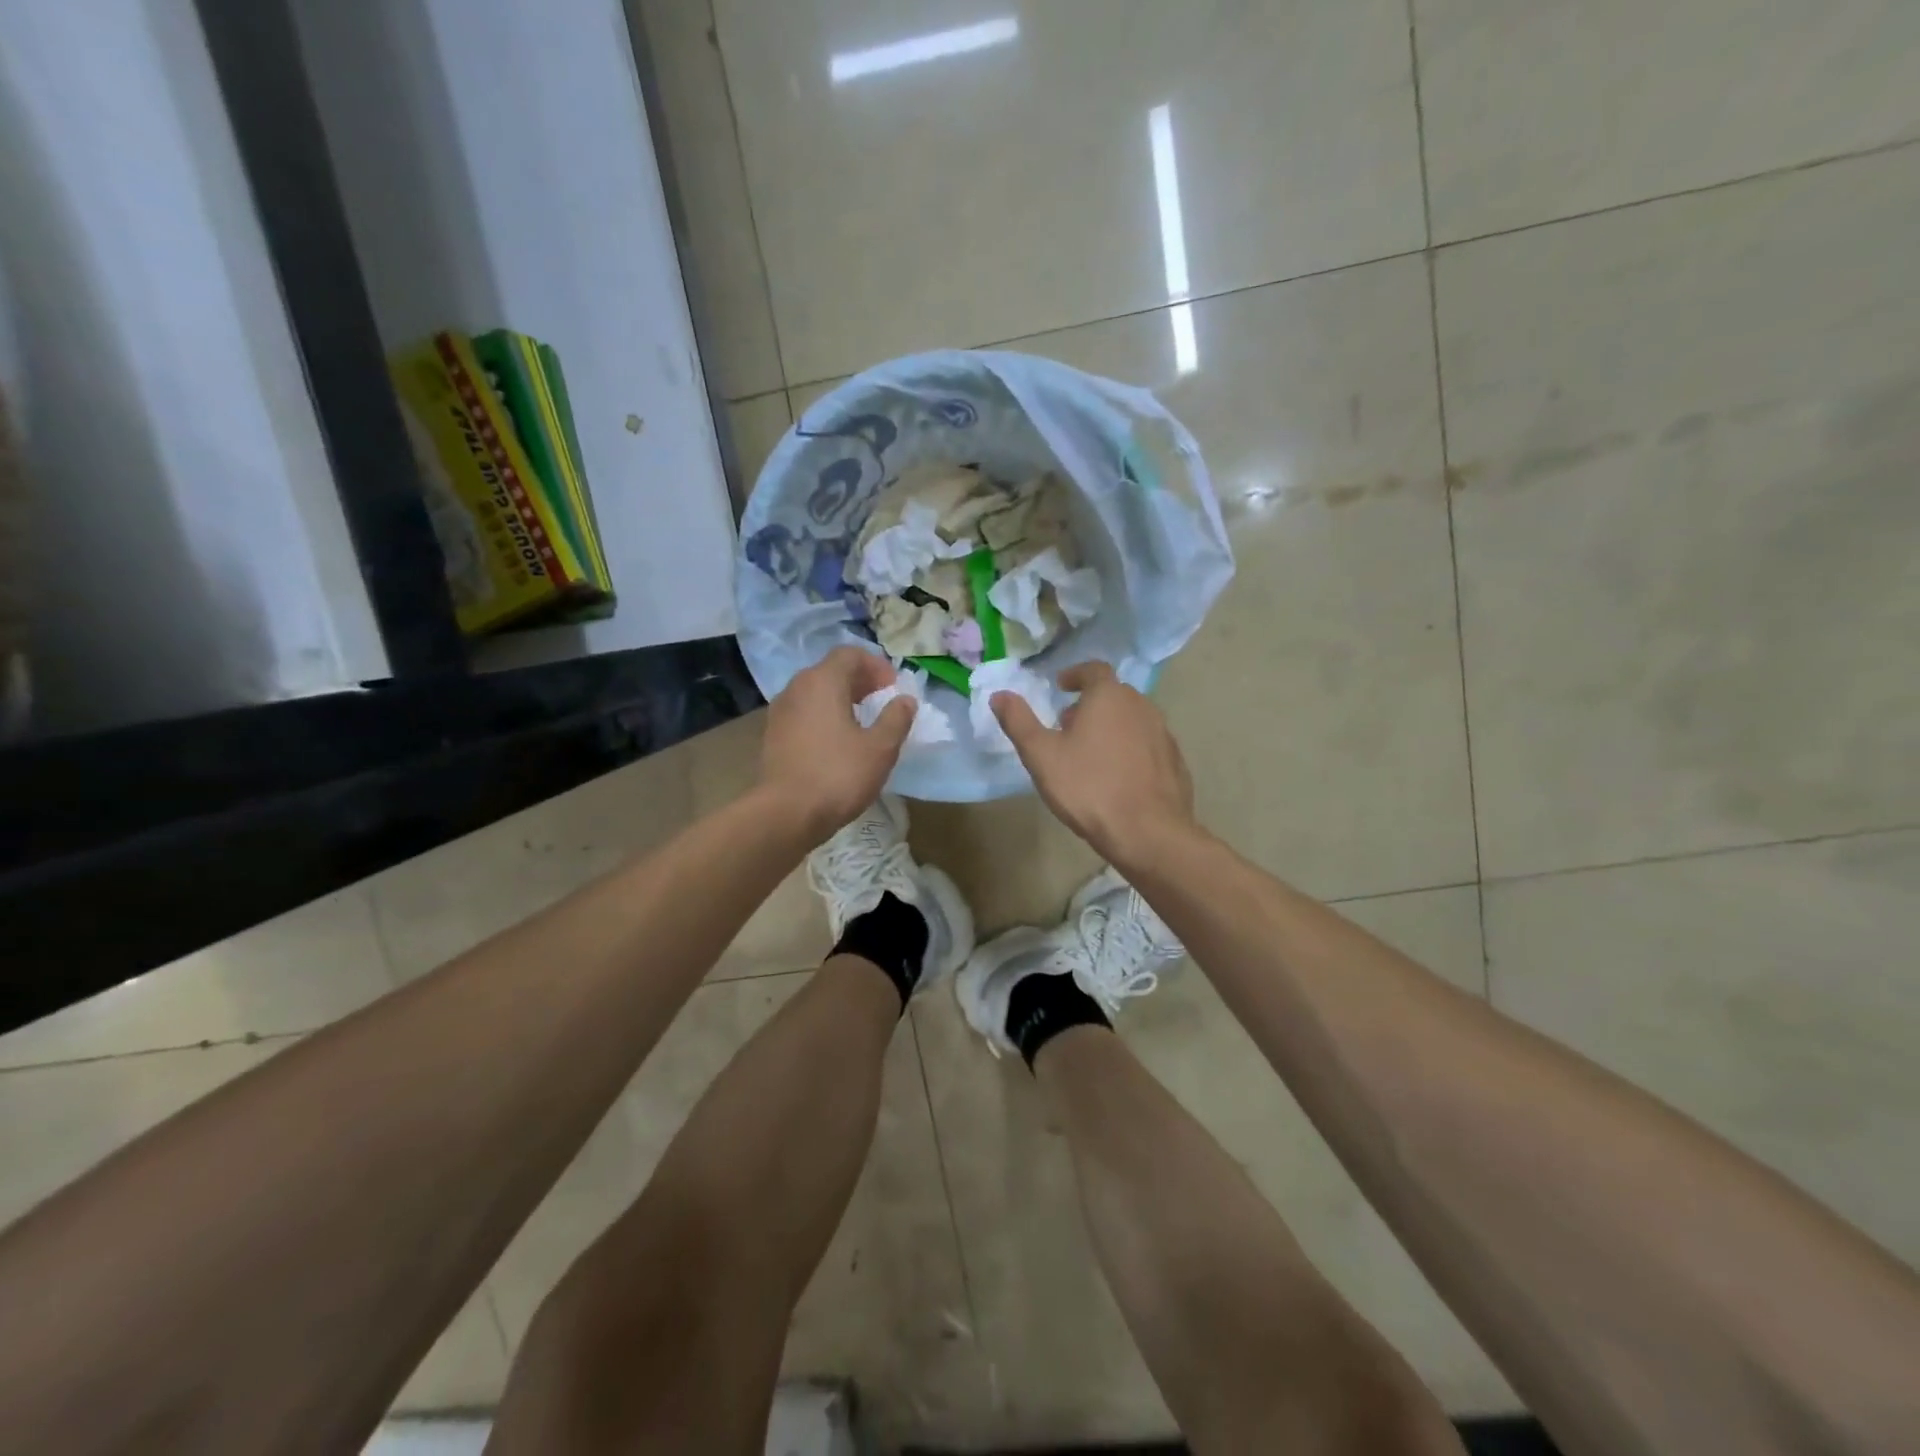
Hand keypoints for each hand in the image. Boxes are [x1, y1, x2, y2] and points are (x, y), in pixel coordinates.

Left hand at [761, 646, 914, 838]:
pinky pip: (803, 712)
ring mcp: (780, 712)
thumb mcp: (880, 748)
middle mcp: (797, 688)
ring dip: (840, 698)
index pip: (849, 654)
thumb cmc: (838, 775)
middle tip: (881, 699)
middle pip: (830, 670)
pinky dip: (823, 715)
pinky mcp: (773, 735)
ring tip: (861, 721)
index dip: (875, 665)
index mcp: (822, 681)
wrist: (786, 813)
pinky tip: (837, 741)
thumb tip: (905, 700)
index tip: (893, 686)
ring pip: (815, 692)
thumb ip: (896, 719)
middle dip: (859, 680)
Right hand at [992, 661, 1196, 865]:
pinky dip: (1131, 750)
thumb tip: (999, 695)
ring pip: (1132, 720)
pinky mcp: (1175, 761)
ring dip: (1112, 727)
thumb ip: (1019, 721)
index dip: (1076, 675)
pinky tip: (1118, 777)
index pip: (1094, 670)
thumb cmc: (1088, 787)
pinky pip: (1148, 745)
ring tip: (1091, 753)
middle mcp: (1141, 706)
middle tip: (1069, 725)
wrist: (1147, 831)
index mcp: (1109, 697)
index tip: (1061, 687)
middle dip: (1091, 704)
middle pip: (1114, 695)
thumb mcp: (1041, 755)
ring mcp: (1163, 734)